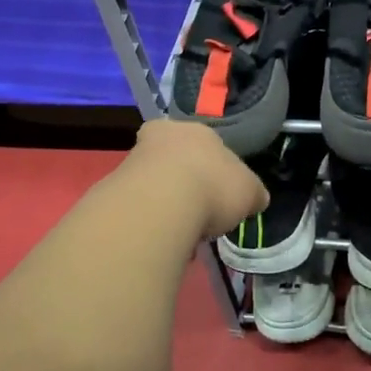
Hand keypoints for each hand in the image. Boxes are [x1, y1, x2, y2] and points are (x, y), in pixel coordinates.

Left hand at [123, 118, 268, 239]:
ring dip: (166, 205)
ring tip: (182, 234)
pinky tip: (163, 240)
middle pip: (175, 160)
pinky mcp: (114, 188)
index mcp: (196, 130)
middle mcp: (161, 137)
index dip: (214, 167)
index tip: (219, 191)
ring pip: (154, 183)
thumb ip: (251, 193)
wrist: (162, 204)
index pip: (206, 143)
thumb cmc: (214, 187)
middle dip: (185, 184)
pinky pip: (139, 207)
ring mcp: (134, 161)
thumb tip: (255, 199)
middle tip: (198, 211)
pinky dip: (150, 222)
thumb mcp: (249, 192)